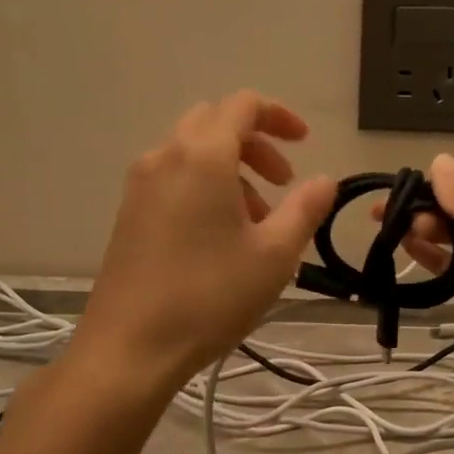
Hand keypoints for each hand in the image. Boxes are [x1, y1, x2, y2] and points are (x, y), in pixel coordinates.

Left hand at [69, 92, 337, 392]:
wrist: (130, 348)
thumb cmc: (210, 297)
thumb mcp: (274, 255)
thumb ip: (305, 209)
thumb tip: (325, 181)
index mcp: (203, 156)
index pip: (243, 105)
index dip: (280, 116)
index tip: (305, 144)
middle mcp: (165, 157)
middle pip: (215, 123)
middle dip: (256, 144)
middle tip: (284, 183)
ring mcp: (140, 185)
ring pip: (193, 152)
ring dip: (232, 169)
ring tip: (257, 221)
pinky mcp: (128, 213)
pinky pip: (173, 178)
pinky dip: (204, 186)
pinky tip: (220, 237)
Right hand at [391, 153, 453, 434]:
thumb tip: (439, 160)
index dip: (437, 185)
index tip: (397, 190)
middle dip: (427, 208)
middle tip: (390, 218)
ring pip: (453, 239)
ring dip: (425, 232)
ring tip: (394, 233)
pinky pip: (451, 269)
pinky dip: (429, 258)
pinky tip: (406, 250)